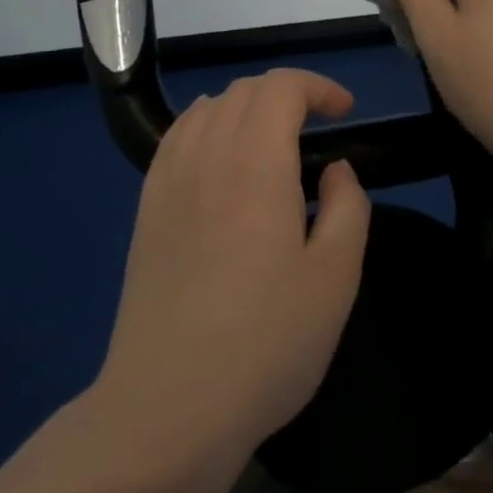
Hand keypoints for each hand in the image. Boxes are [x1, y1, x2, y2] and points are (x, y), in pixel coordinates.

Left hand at [95, 70, 371, 467]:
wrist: (169, 406)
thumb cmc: (266, 343)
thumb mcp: (335, 279)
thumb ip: (347, 208)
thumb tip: (335, 170)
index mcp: (255, 164)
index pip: (281, 87)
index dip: (318, 87)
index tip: (346, 112)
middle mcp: (206, 156)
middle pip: (243, 90)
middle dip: (287, 93)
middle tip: (318, 127)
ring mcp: (168, 181)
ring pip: (207, 109)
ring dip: (246, 106)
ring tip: (272, 139)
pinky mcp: (145, 210)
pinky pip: (176, 138)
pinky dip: (206, 125)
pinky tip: (220, 158)